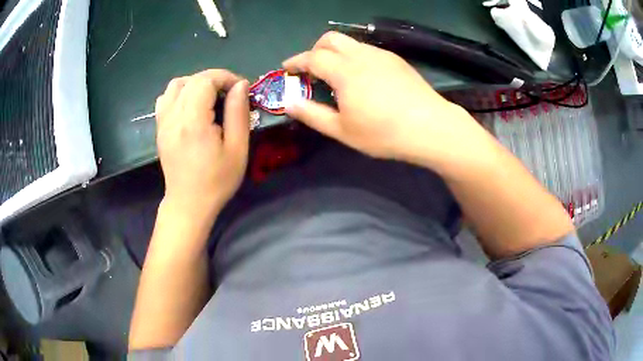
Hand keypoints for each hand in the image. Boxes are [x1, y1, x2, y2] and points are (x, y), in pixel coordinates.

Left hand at [155, 69, 249, 216]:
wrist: (188, 204)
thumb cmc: (216, 181)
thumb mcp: (237, 149)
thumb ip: (238, 113)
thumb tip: (241, 85)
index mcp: (193, 121)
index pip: (205, 80)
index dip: (225, 77)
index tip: (240, 90)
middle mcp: (174, 116)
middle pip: (192, 80)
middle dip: (214, 79)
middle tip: (230, 94)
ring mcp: (163, 122)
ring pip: (176, 85)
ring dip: (196, 83)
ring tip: (210, 97)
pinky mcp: (160, 128)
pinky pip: (166, 98)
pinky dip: (180, 93)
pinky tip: (191, 106)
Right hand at [283, 32, 487, 168]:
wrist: (430, 127)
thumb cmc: (384, 133)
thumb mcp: (342, 130)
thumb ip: (312, 114)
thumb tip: (289, 103)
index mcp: (345, 71)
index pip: (312, 57)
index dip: (296, 61)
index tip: (287, 68)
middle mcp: (361, 55)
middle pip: (331, 39)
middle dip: (315, 49)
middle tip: (312, 70)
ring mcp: (381, 55)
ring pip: (351, 42)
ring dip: (336, 52)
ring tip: (337, 75)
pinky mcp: (396, 60)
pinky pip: (367, 50)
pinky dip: (354, 57)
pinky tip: (362, 77)